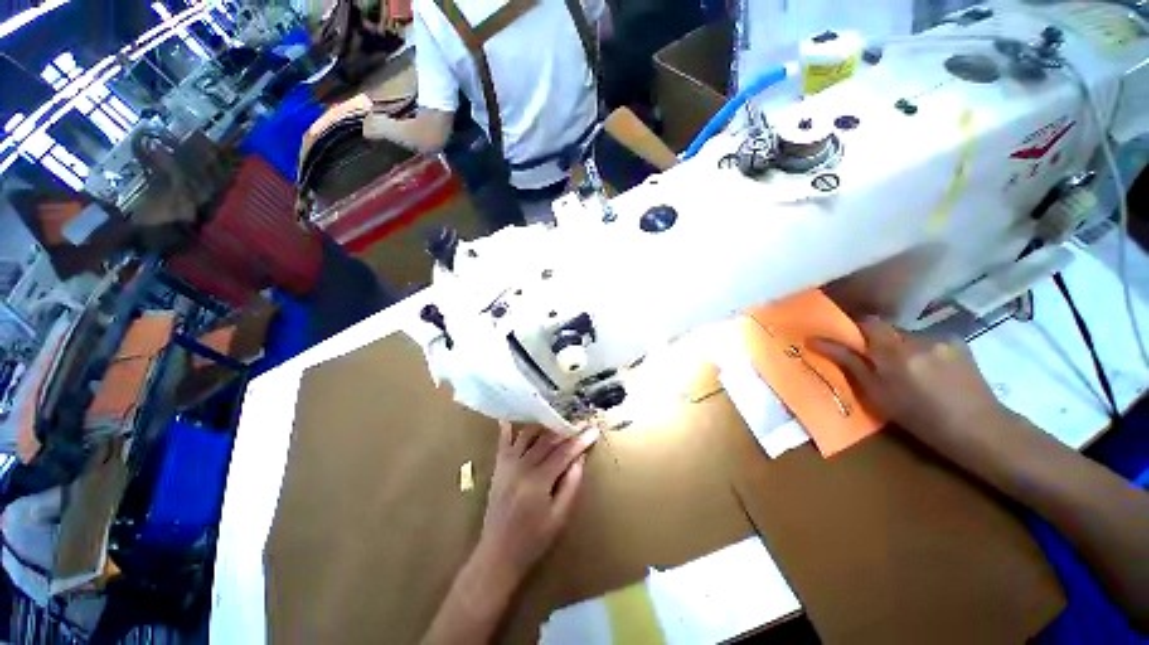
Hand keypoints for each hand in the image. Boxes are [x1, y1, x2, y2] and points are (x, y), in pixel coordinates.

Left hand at [476, 423, 597, 581]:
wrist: (497, 555)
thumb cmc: (533, 541)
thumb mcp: (559, 518)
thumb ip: (571, 485)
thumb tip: (580, 458)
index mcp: (538, 481)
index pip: (564, 453)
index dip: (580, 441)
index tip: (594, 429)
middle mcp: (522, 467)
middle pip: (547, 441)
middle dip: (566, 431)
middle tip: (580, 423)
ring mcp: (507, 465)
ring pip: (528, 436)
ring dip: (544, 427)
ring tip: (559, 422)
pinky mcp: (498, 468)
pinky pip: (503, 443)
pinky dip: (507, 429)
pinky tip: (510, 418)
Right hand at [809, 318, 1010, 451]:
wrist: (979, 428)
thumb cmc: (919, 417)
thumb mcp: (876, 393)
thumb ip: (847, 362)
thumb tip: (813, 340)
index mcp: (894, 351)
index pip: (866, 322)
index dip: (853, 328)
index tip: (846, 343)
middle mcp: (917, 337)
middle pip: (886, 329)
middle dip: (877, 343)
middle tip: (878, 365)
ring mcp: (940, 337)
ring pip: (906, 335)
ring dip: (900, 348)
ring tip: (908, 372)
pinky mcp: (957, 341)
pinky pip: (927, 339)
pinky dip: (921, 350)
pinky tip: (930, 370)